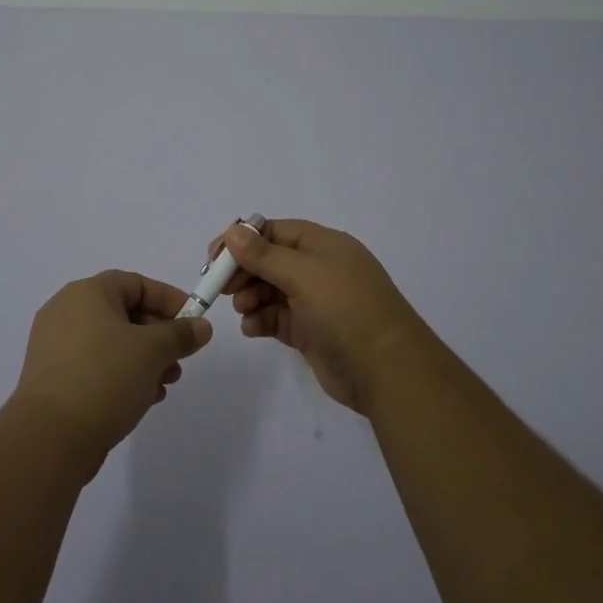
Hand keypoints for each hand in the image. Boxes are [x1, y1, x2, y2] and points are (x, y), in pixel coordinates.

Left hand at [12, 271, 212, 466]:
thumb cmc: (104, 377)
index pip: (136, 283)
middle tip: (180, 358)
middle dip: (159, 335)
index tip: (194, 321)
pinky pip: (95, 365)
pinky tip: (142, 399)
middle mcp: (67, 311)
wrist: (50, 437)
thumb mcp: (152, 351)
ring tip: (165, 384)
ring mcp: (56, 346)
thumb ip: (180, 334)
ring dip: (143, 359)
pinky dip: (121, 375)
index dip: (169, 299)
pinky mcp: (53, 378)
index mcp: (87, 293)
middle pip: (124, 312)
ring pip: (111, 342)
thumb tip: (201, 327)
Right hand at [213, 219, 428, 415]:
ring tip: (243, 309)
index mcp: (323, 245)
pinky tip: (252, 328)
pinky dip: (260, 320)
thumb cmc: (346, 310)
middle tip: (220, 287)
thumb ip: (265, 255)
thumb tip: (234, 232)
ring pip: (269, 290)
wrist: (387, 371)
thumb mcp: (304, 274)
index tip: (214, 256)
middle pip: (269, 260)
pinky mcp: (310, 331)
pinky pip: (276, 318)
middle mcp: (318, 269)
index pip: (274, 231)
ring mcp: (315, 301)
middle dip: (243, 271)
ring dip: (250, 296)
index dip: (243, 240)